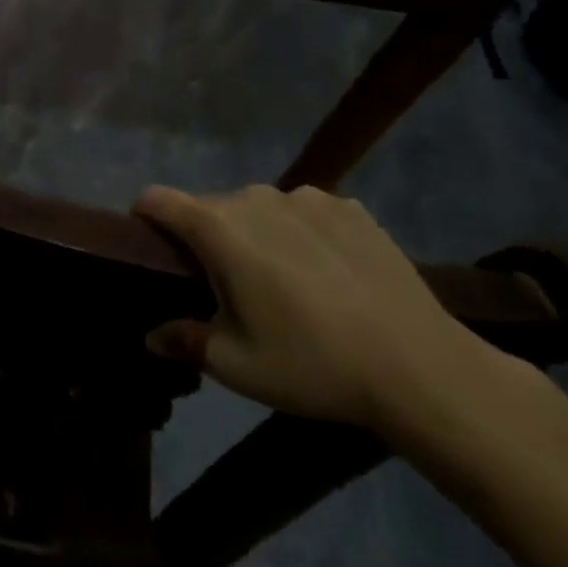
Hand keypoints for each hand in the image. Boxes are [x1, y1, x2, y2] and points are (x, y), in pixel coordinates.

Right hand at [137, 183, 499, 429]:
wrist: (422, 368)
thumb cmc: (313, 364)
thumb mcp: (236, 366)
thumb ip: (184, 341)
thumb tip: (150, 336)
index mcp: (217, 228)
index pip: (157, 199)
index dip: (145, 217)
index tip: (154, 247)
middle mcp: (254, 198)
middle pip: (210, 207)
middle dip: (207, 238)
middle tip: (230, 287)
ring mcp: (305, 197)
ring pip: (259, 208)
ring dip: (256, 233)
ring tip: (286, 280)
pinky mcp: (349, 208)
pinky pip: (305, 212)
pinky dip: (303, 233)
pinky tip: (331, 274)